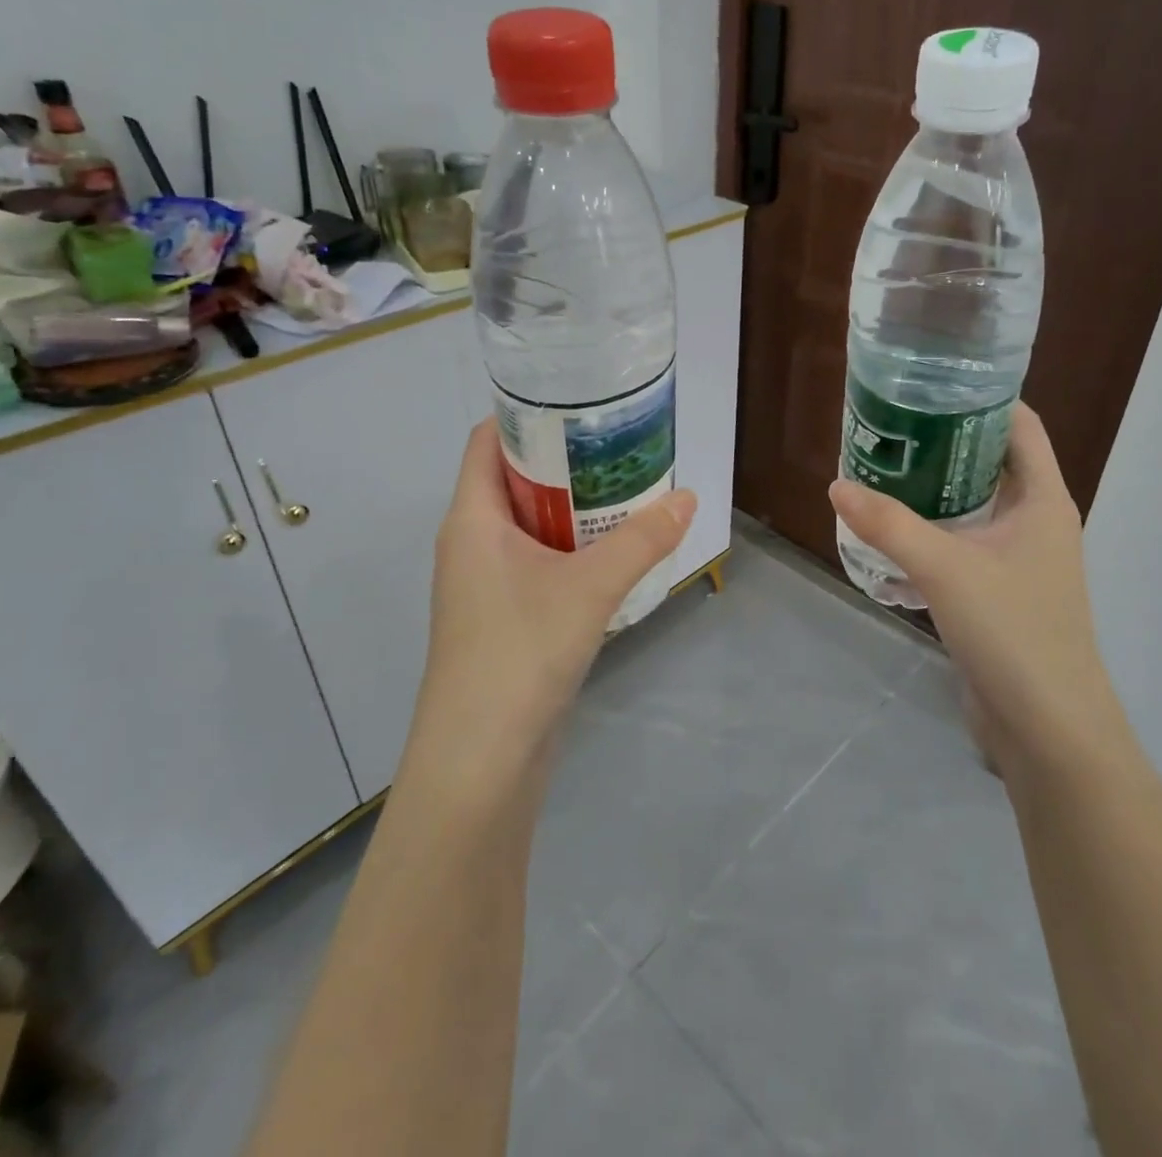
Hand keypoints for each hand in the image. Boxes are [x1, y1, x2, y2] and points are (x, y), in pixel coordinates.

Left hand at [405, 419, 696, 792]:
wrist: (480, 760)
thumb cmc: (519, 654)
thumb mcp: (589, 588)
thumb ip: (642, 540)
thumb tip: (690, 497)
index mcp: (472, 519)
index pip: (487, 441)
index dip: (526, 415)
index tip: (579, 403)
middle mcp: (471, 542)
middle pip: (513, 479)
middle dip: (563, 460)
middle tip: (619, 445)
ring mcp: (484, 583)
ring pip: (528, 524)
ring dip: (571, 508)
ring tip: (625, 490)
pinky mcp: (503, 617)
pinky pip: (537, 562)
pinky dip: (570, 548)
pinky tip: (613, 553)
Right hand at [827, 404, 1122, 767]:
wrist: (1047, 728)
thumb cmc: (1013, 631)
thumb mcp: (945, 568)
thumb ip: (888, 525)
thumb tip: (837, 484)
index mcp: (1043, 499)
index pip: (1019, 426)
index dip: (981, 398)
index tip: (928, 384)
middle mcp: (1036, 521)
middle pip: (990, 463)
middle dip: (943, 444)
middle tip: (889, 428)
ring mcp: (1018, 560)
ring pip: (971, 508)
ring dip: (931, 493)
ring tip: (879, 473)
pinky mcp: (998, 594)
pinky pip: (961, 548)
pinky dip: (929, 536)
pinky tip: (887, 537)